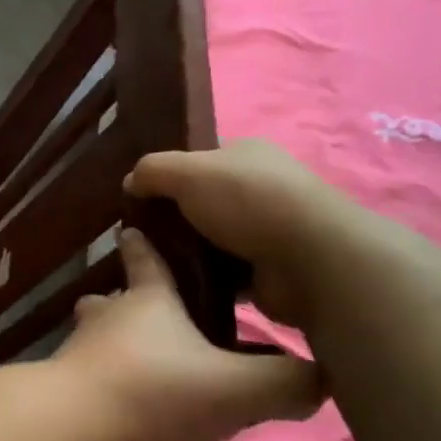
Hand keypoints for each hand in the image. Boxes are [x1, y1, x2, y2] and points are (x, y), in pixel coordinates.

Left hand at [55, 228, 322, 440]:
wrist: (72, 429)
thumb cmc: (155, 390)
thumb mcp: (236, 388)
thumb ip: (285, 383)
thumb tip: (323, 377)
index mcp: (147, 300)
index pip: (145, 258)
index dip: (143, 243)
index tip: (131, 227)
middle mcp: (107, 318)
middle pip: (113, 297)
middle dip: (128, 297)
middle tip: (152, 311)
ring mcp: (79, 352)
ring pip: (96, 334)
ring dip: (113, 339)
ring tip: (141, 358)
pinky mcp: (64, 389)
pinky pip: (88, 373)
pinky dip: (105, 378)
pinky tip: (125, 402)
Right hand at [124, 139, 376, 329]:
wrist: (311, 262)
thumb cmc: (247, 202)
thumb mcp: (187, 172)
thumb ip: (152, 170)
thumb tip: (130, 181)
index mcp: (246, 154)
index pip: (198, 159)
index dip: (167, 173)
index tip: (137, 195)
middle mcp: (259, 188)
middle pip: (202, 201)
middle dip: (172, 217)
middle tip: (137, 234)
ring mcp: (267, 231)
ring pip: (210, 239)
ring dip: (186, 251)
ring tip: (150, 264)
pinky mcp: (268, 270)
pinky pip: (223, 273)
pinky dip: (203, 279)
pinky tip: (176, 286)